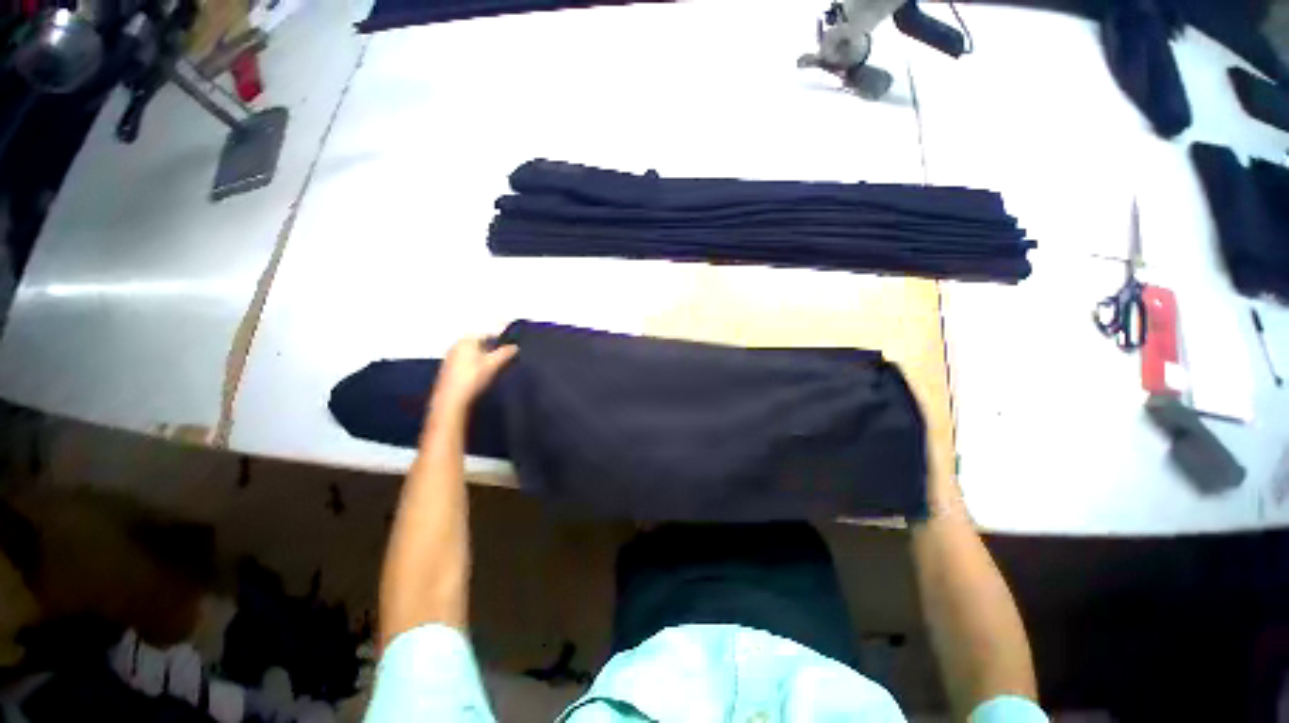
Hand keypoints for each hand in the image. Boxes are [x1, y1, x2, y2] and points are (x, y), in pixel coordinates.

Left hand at [430, 336, 517, 416]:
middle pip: (480, 344)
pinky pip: (466, 362)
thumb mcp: (494, 364)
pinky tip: (480, 376)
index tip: (511, 351)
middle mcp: (456, 345)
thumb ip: (506, 353)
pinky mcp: (448, 369)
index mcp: (467, 340)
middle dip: (492, 351)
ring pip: (473, 354)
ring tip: (494, 369)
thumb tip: (515, 346)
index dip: (501, 342)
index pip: (488, 335)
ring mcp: (450, 357)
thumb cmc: (473, 378)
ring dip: (484, 359)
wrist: (451, 400)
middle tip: (503, 361)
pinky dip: (475, 365)